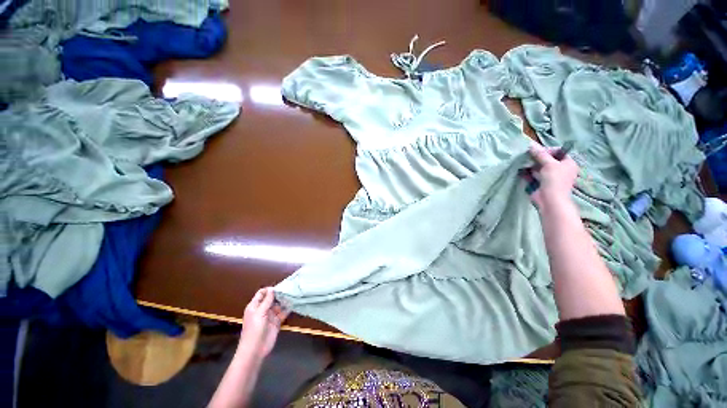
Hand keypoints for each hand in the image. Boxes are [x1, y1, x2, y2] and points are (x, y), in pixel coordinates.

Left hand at [238, 288, 289, 359]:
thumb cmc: (254, 330)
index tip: (279, 288)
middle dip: (279, 294)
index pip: (262, 293)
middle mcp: (263, 309)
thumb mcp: (259, 313)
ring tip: (293, 295)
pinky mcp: (277, 321)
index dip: (269, 290)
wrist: (255, 350)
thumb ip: (266, 301)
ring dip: (285, 300)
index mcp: (255, 306)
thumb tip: (272, 289)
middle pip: (271, 298)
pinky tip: (294, 304)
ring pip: (278, 304)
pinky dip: (288, 308)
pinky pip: (283, 312)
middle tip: (289, 289)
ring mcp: (270, 315)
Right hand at [524, 143, 578, 209]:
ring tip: (522, 162)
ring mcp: (549, 177)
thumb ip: (540, 154)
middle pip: (547, 159)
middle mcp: (560, 169)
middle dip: (536, 158)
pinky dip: (527, 173)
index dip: (547, 150)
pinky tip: (520, 170)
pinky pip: (533, 175)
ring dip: (530, 165)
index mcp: (568, 163)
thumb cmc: (555, 180)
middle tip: (527, 156)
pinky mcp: (540, 183)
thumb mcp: (549, 164)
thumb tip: (531, 144)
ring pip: (538, 167)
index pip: (557, 152)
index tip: (536, 151)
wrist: (550, 200)